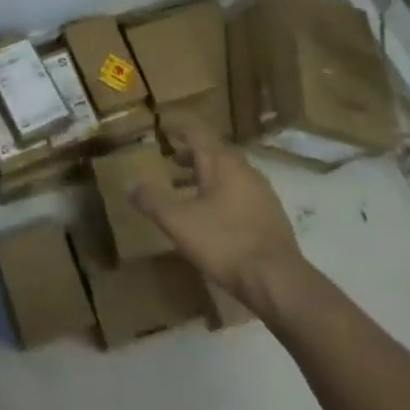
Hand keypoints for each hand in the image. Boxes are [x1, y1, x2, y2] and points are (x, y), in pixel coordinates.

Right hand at [133, 114, 310, 302]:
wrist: (277, 280)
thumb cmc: (224, 243)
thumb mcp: (178, 223)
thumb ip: (153, 201)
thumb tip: (132, 186)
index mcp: (221, 164)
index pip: (198, 133)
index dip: (179, 129)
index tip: (165, 128)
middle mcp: (244, 170)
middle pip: (215, 152)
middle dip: (192, 154)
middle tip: (172, 161)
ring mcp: (262, 192)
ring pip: (230, 173)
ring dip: (207, 176)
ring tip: (188, 189)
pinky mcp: (272, 215)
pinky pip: (242, 192)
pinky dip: (223, 193)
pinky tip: (215, 215)